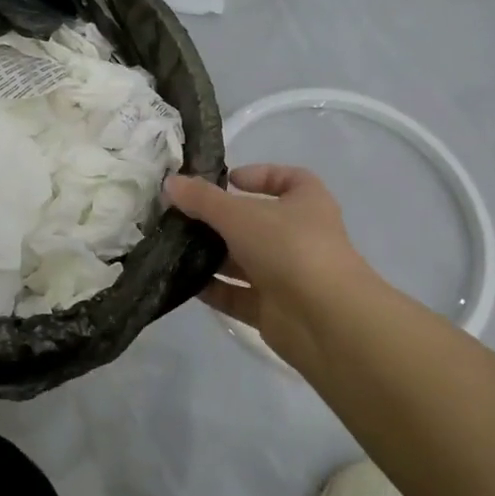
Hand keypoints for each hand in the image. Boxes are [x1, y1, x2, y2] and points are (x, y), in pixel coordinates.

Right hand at [165, 165, 379, 372]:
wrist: (325, 320)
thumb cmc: (288, 247)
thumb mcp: (239, 214)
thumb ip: (202, 199)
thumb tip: (169, 182)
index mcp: (306, 203)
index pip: (288, 179)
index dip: (259, 175)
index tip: (226, 180)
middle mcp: (300, 236)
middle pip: (255, 221)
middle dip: (219, 219)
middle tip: (181, 215)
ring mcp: (287, 274)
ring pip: (243, 259)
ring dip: (211, 254)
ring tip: (172, 246)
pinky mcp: (272, 309)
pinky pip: (236, 294)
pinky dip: (212, 288)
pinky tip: (181, 281)